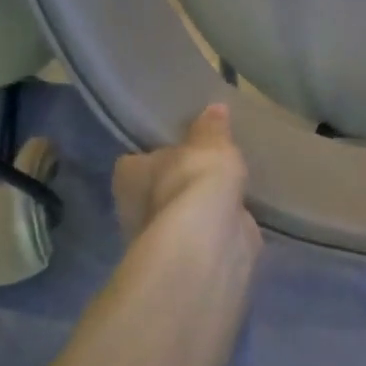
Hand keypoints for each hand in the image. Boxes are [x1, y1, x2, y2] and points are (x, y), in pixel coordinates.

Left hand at [113, 104, 260, 256]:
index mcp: (129, 174)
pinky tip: (237, 217)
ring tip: (228, 190)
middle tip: (208, 168)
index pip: (136, 161)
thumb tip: (215, 108)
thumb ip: (212, 127)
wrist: (209, 240)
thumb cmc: (195, 180)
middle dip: (179, 183)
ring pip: (181, 214)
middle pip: (157, 189)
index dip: (157, 154)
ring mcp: (162, 236)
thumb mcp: (210, 143)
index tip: (180, 149)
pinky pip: (204, 234)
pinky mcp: (189, 257)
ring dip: (200, 207)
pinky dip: (217, 227)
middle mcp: (135, 207)